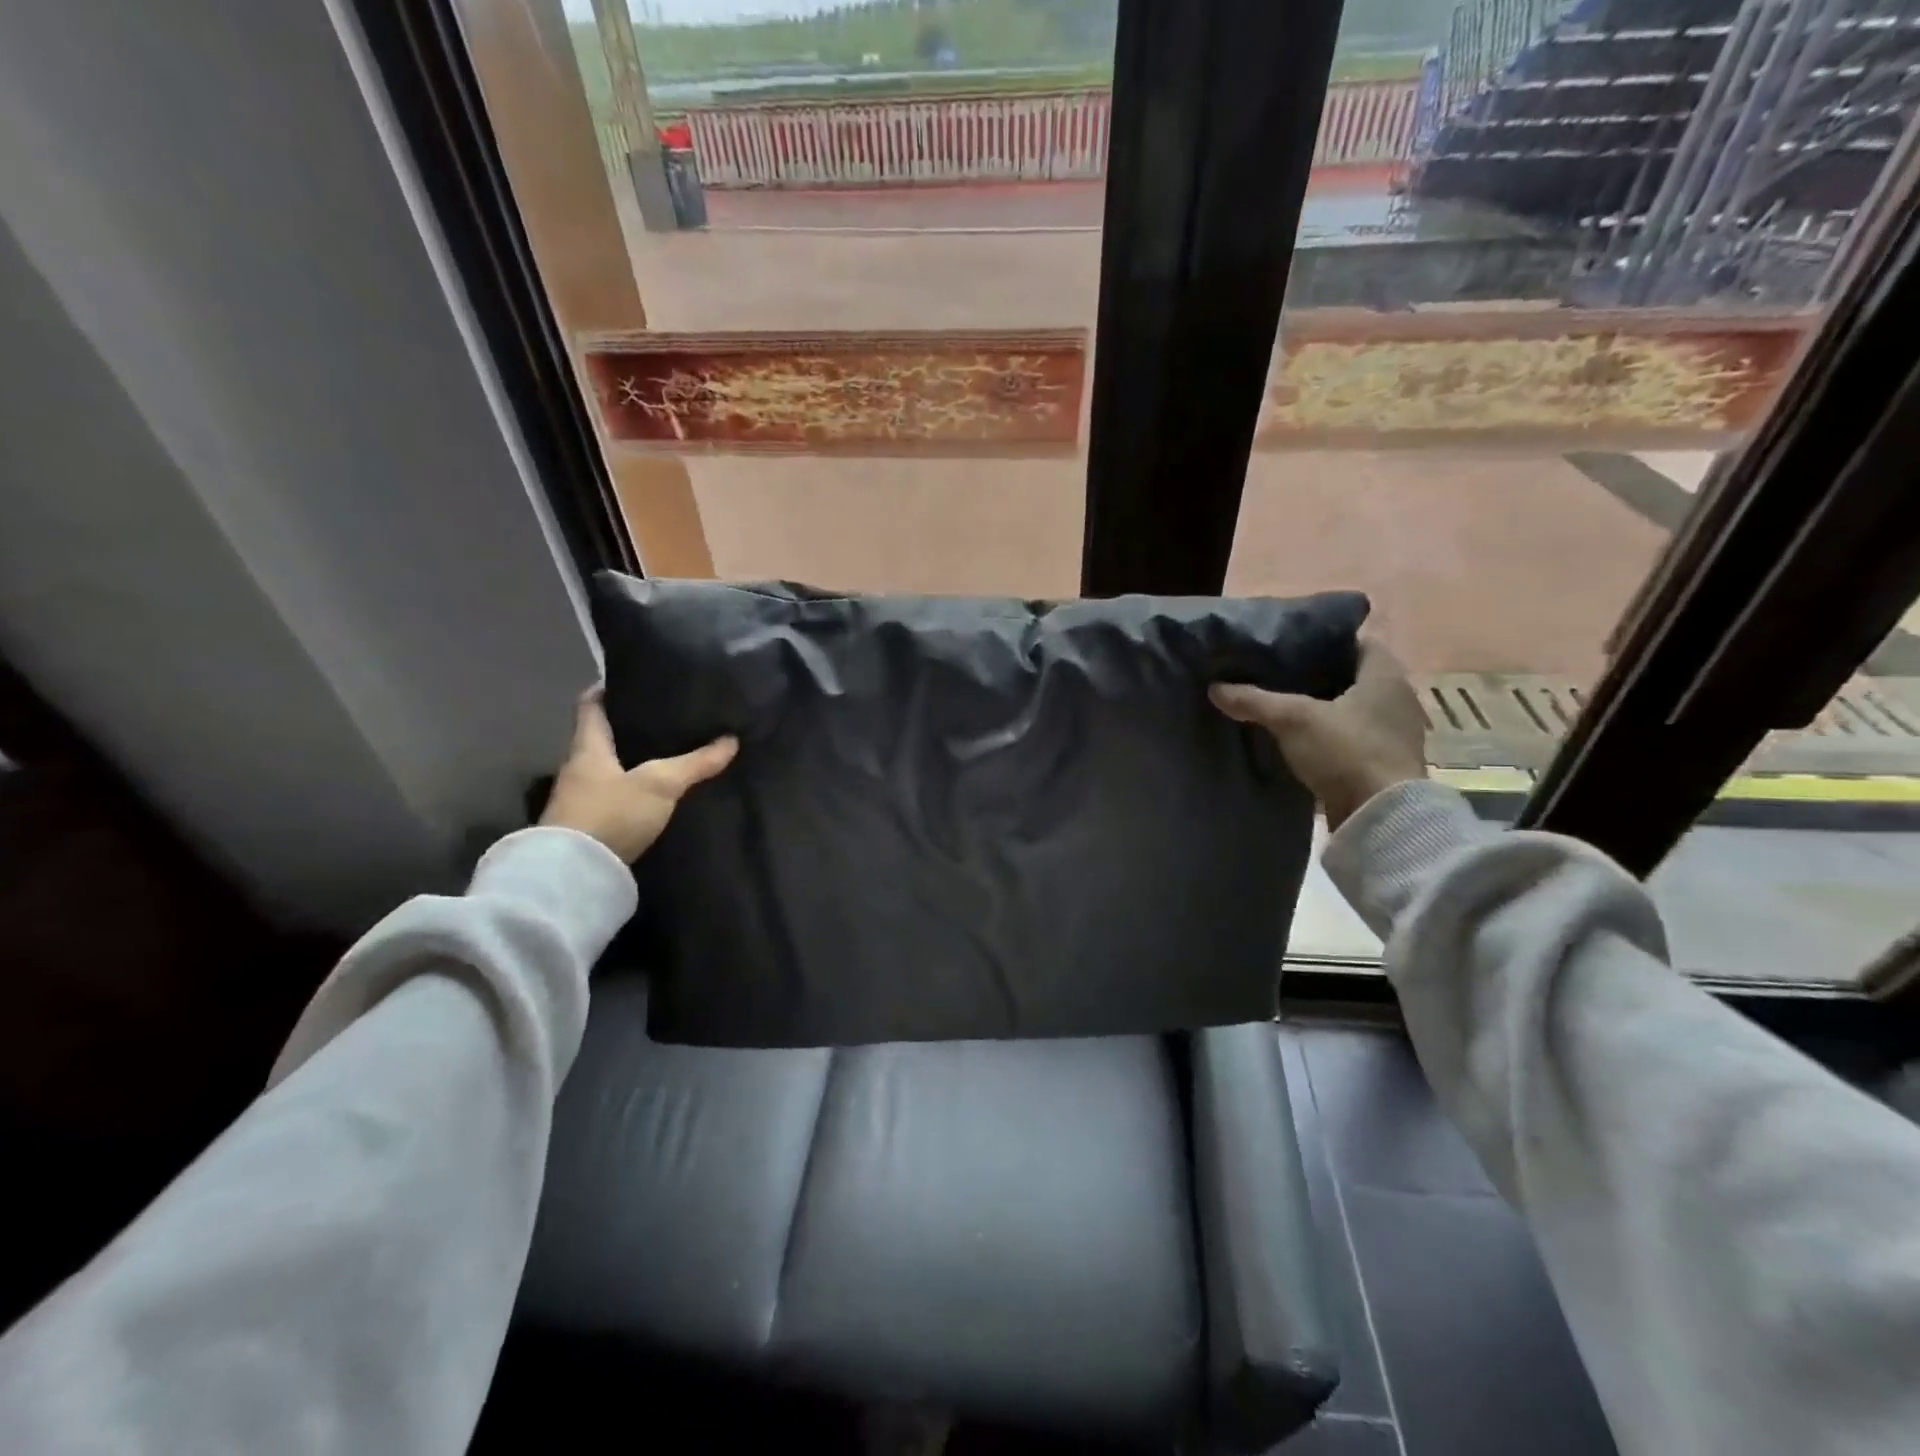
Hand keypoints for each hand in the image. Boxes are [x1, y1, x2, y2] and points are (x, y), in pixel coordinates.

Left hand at [539, 689, 737, 862]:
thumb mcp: (660, 784)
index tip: (631, 680)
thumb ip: (695, 763)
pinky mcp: (588, 828)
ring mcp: (580, 800)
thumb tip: (731, 739)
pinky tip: (655, 794)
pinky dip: (632, 790)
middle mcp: (578, 769)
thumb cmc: (611, 814)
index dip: (606, 689)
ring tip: (668, 754)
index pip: (590, 705)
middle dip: (629, 727)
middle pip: (601, 738)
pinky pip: (613, 797)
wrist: (574, 877)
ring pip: (609, 769)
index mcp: (587, 748)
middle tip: (665, 717)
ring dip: (631, 762)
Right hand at [1211, 640, 1426, 829]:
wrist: (1380, 816)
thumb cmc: (1345, 751)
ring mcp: (1394, 733)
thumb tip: (1215, 687)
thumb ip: (1254, 700)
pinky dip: (1330, 737)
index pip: (1358, 642)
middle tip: (1280, 675)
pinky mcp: (1384, 763)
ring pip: (1353, 709)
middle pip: (1354, 676)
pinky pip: (1353, 738)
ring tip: (1284, 708)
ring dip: (1325, 709)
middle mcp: (1397, 698)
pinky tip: (1300, 741)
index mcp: (1385, 675)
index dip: (1327, 640)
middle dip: (1320, 676)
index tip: (1293, 646)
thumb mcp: (1292, 719)